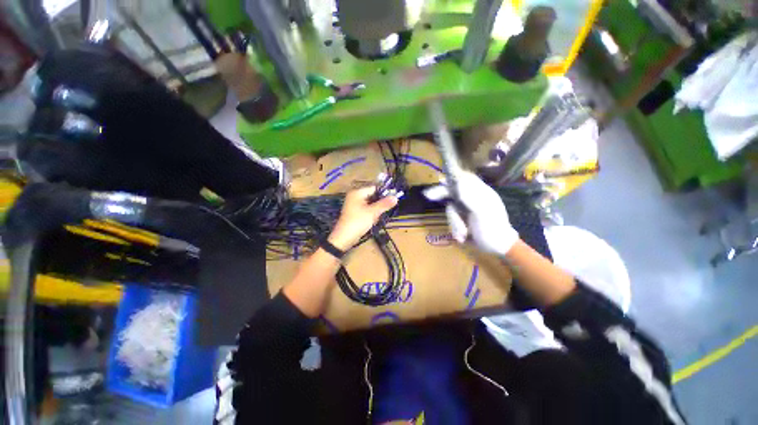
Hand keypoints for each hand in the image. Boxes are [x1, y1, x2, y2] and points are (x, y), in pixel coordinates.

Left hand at [328, 185, 399, 250]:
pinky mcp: (355, 213)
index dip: (383, 193)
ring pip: (371, 204)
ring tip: (375, 218)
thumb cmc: (357, 222)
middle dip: (379, 204)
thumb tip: (396, 197)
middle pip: (373, 196)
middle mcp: (355, 196)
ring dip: (376, 211)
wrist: (344, 238)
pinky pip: (367, 210)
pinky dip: (371, 215)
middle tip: (382, 212)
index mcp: (357, 193)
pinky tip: (372, 221)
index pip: (374, 188)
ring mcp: (354, 205)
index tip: (392, 199)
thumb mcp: (372, 212)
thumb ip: (384, 204)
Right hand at [423, 171, 518, 255]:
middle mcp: (472, 198)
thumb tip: (457, 183)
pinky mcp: (462, 218)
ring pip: (450, 209)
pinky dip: (455, 228)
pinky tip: (462, 237)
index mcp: (481, 192)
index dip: (451, 175)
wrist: (498, 247)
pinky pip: (452, 219)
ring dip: (454, 223)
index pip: (464, 178)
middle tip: (427, 195)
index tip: (439, 176)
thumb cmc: (493, 229)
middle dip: (441, 194)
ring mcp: (466, 209)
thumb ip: (470, 197)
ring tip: (463, 235)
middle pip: (452, 191)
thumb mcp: (482, 213)